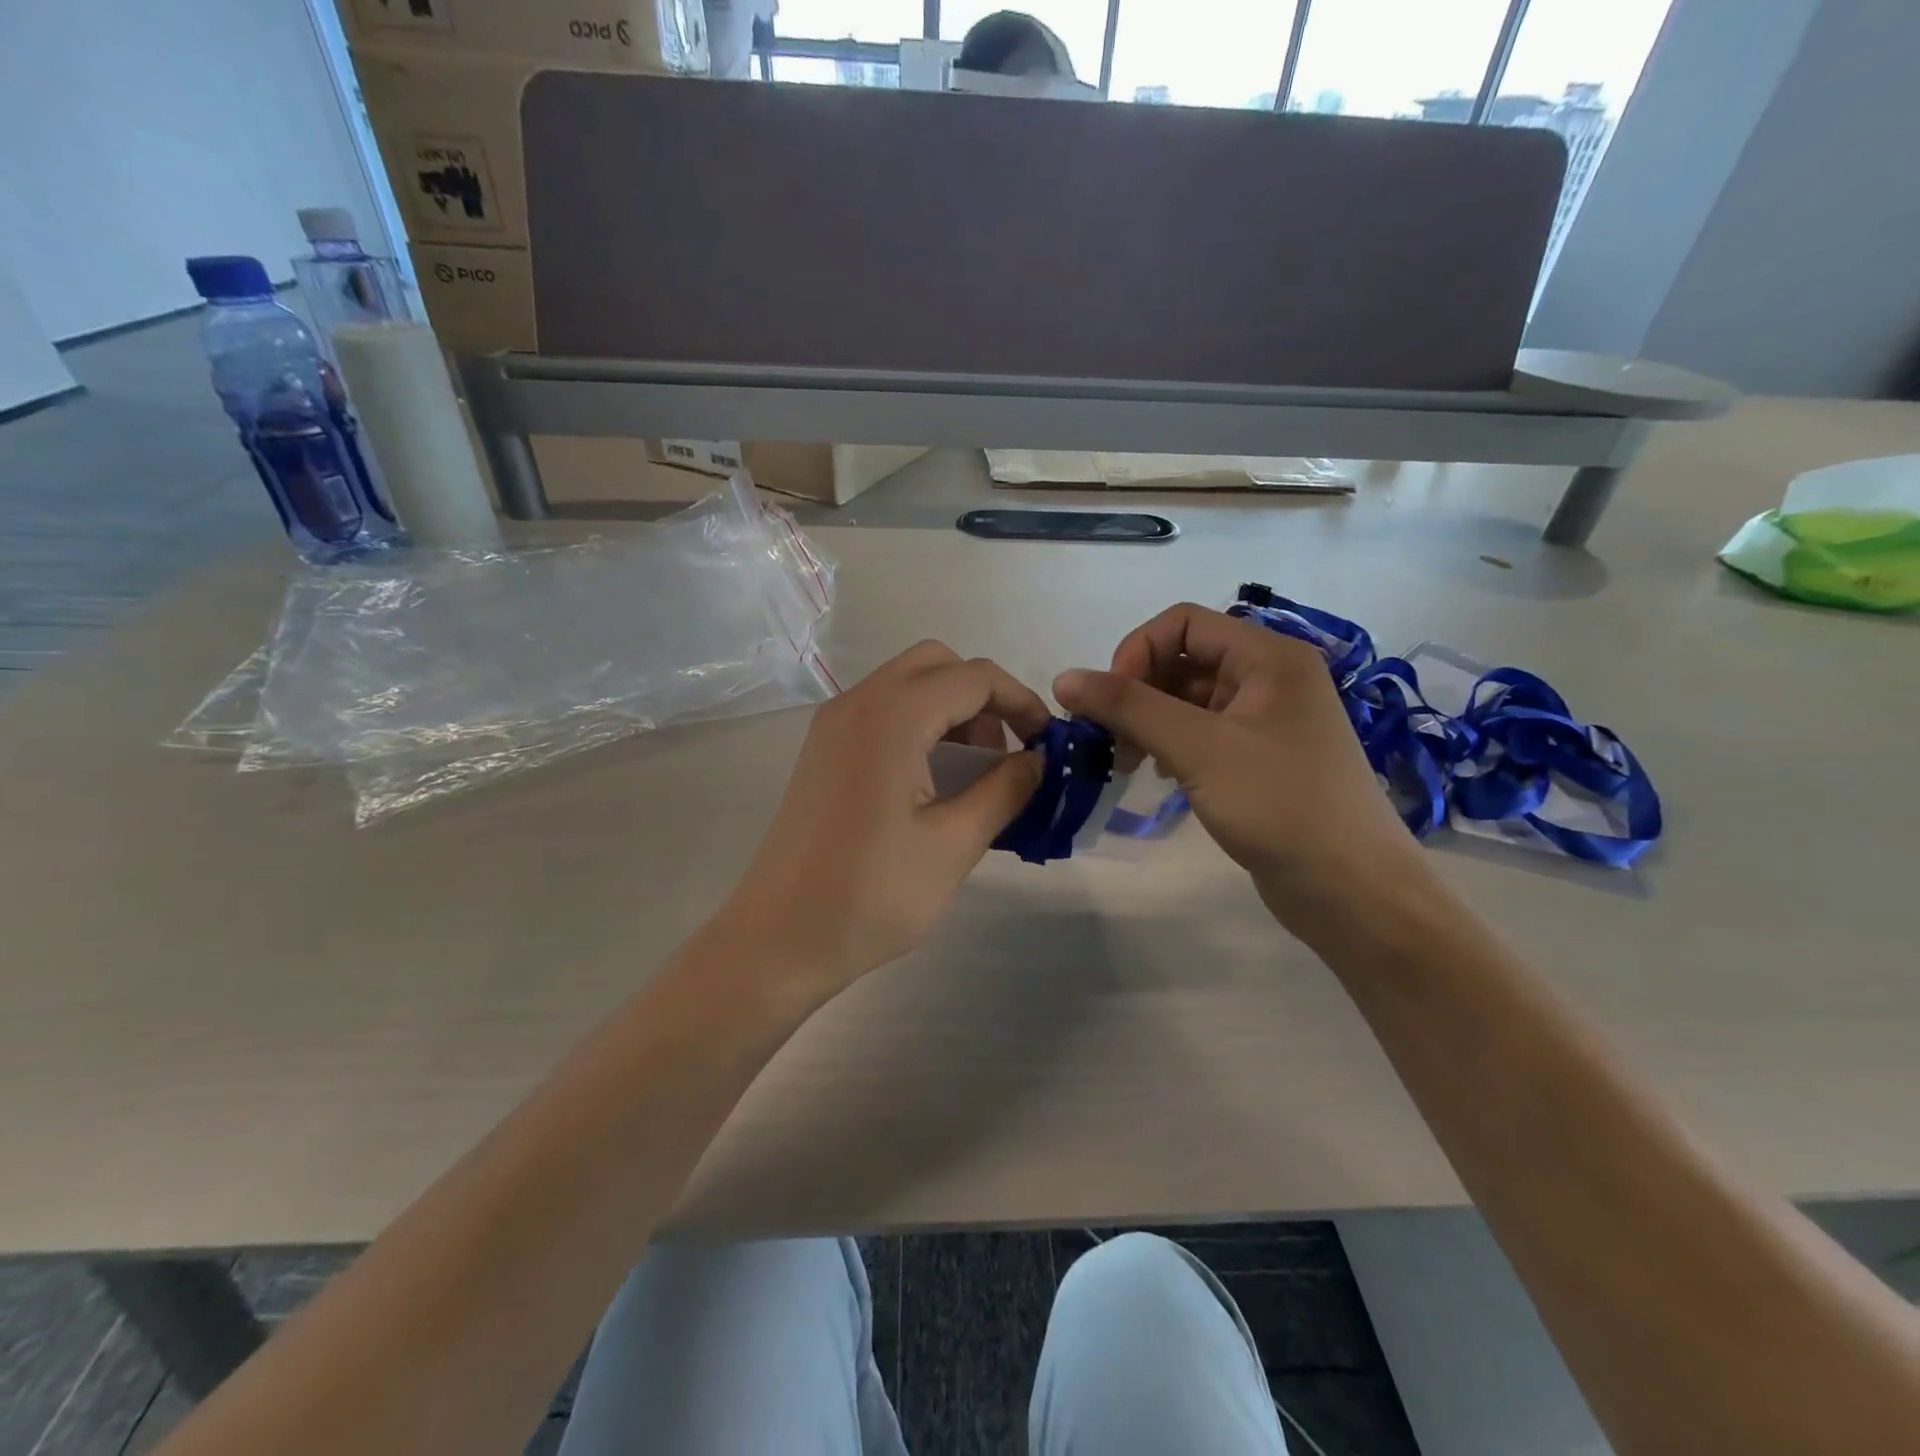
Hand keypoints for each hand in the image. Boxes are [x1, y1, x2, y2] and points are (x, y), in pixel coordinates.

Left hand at [720, 641, 1049, 1007]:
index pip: (973, 677)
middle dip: (983, 696)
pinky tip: (935, 779)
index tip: (1047, 742)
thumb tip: (1039, 760)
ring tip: (977, 770)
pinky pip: (882, 711)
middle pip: (936, 664)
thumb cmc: (870, 895)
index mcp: (891, 718)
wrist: (779, 939)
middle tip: (1008, 750)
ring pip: (907, 685)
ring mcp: (833, 725)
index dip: (1020, 701)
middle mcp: (857, 704)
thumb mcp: (954, 844)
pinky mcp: (823, 750)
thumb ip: (1005, 790)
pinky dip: (920, 724)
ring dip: (952, 709)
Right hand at [1054, 603, 1431, 929]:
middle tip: (1109, 738)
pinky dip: (1168, 744)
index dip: (1136, 652)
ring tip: (1125, 761)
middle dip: (1137, 691)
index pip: (1183, 623)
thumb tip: (1064, 678)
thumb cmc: (1280, 805)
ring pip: (1188, 699)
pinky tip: (1153, 773)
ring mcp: (1265, 720)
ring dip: (1148, 720)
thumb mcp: (1199, 748)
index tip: (1109, 702)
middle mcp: (1269, 677)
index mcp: (1268, 656)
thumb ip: (1129, 708)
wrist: (1352, 890)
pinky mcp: (1258, 758)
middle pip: (1183, 659)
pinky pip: (1201, 733)